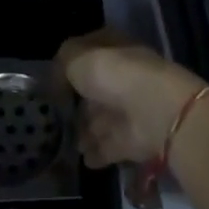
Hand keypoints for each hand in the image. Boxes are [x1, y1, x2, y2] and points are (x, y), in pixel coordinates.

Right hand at [56, 28, 208, 167]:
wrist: (153, 111)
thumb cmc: (113, 74)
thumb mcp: (76, 57)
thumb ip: (62, 63)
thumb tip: (57, 78)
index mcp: (114, 48)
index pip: (91, 51)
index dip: (73, 62)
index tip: (55, 78)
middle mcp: (124, 76)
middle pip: (98, 88)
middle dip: (81, 102)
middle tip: (60, 115)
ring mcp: (131, 108)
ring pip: (104, 118)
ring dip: (89, 130)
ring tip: (71, 142)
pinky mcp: (135, 139)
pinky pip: (111, 145)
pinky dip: (98, 152)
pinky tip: (84, 159)